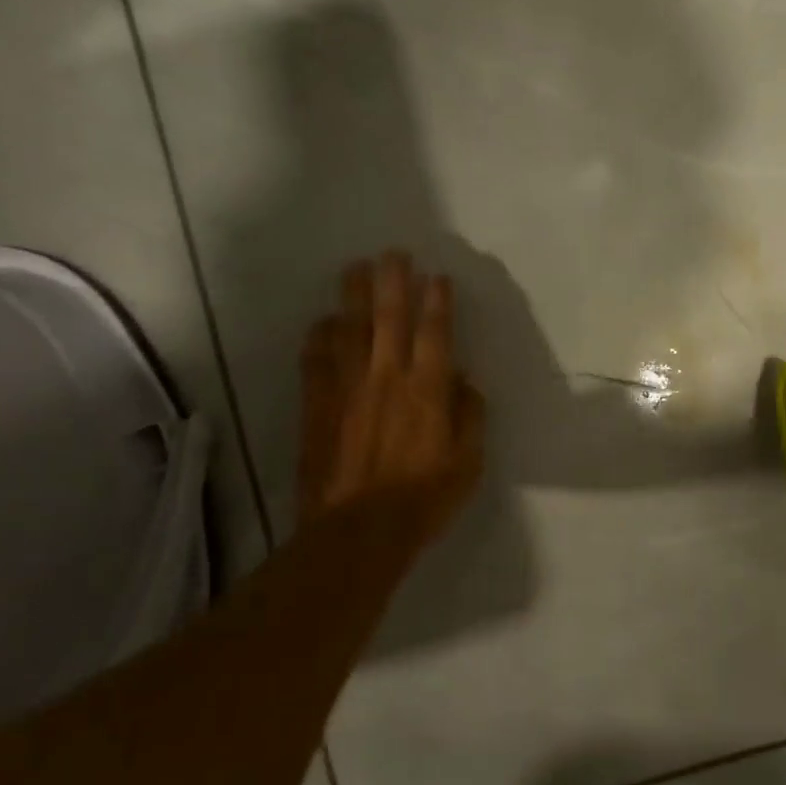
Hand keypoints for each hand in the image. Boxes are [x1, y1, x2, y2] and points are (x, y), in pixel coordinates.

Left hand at [296, 251, 485, 548]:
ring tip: (356, 268)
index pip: (435, 333)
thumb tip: (465, 381)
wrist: (357, 532)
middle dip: (393, 281)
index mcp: (428, 390)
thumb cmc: (423, 499)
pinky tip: (322, 322)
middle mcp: (387, 378)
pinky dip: (319, 336)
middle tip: (393, 253)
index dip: (437, 301)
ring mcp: (347, 389)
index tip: (437, 276)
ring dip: (353, 295)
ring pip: (350, 329)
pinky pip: (316, 360)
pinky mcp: (317, 406)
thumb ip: (469, 416)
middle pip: (389, 318)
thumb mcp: (468, 462)